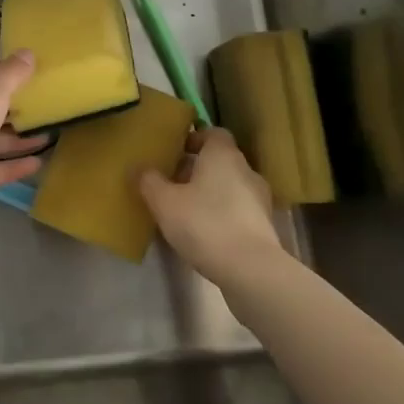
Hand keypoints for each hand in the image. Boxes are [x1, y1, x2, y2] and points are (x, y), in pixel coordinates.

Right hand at [137, 127, 282, 283]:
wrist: (252, 270)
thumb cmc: (205, 224)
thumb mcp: (165, 202)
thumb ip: (149, 182)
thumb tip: (139, 168)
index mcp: (222, 154)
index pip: (213, 133)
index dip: (194, 139)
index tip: (175, 152)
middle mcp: (245, 169)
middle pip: (220, 160)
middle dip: (197, 168)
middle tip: (172, 182)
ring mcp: (259, 199)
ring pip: (230, 185)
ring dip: (210, 192)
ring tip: (185, 209)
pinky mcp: (264, 226)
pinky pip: (238, 209)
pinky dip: (222, 214)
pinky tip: (204, 232)